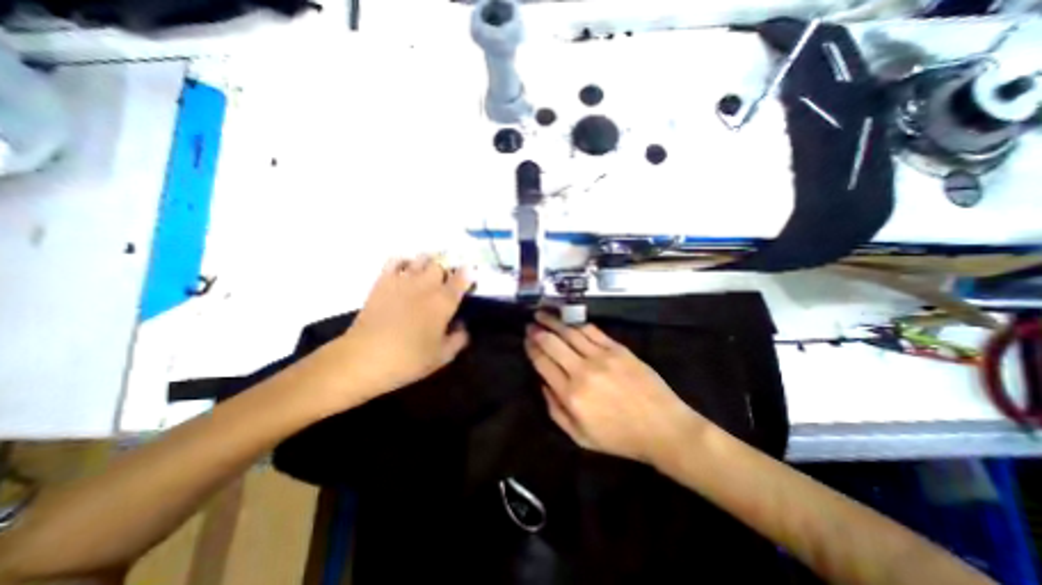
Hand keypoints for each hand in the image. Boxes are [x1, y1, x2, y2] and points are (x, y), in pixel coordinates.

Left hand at [311, 256, 470, 406]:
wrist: (364, 358)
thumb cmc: (408, 359)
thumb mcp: (442, 357)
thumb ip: (458, 339)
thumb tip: (462, 326)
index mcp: (444, 302)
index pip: (462, 278)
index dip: (468, 275)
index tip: (470, 278)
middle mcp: (426, 285)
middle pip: (442, 264)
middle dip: (448, 269)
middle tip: (448, 281)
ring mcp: (403, 280)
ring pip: (421, 258)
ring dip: (429, 263)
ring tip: (430, 273)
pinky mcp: (383, 281)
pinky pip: (396, 260)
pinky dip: (405, 261)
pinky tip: (407, 270)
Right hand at [525, 310, 702, 464]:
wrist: (663, 428)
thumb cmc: (620, 437)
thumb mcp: (580, 437)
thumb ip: (556, 411)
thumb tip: (543, 384)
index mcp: (571, 395)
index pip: (543, 363)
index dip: (532, 349)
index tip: (526, 340)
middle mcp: (582, 371)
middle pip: (553, 343)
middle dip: (538, 332)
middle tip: (530, 324)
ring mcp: (601, 357)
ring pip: (570, 332)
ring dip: (553, 321)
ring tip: (542, 313)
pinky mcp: (618, 349)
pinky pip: (592, 331)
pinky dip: (577, 324)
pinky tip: (569, 321)